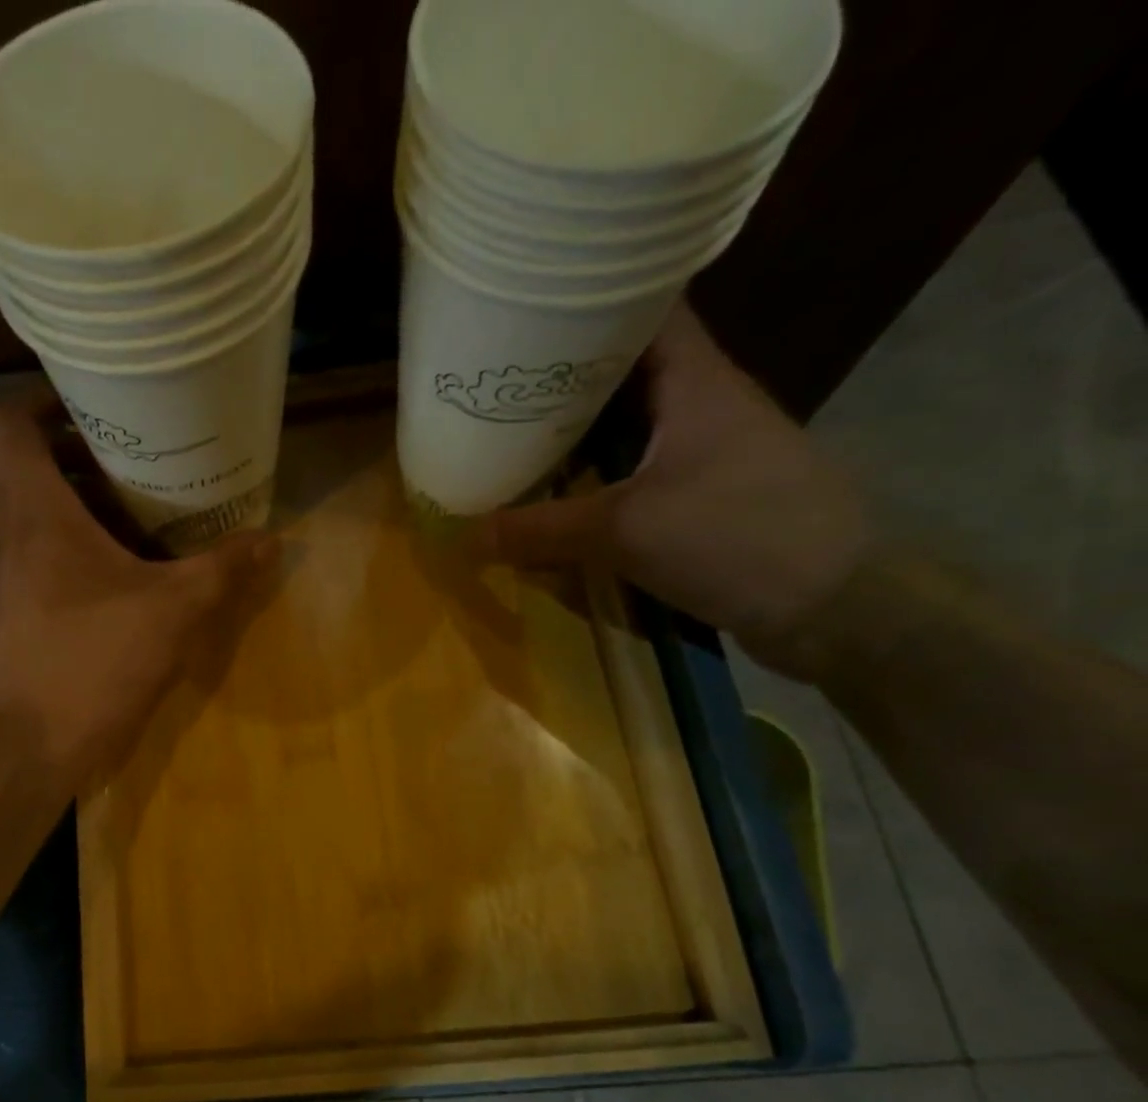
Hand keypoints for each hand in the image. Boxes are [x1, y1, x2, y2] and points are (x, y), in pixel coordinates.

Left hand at [0, 391, 278, 785]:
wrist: (39, 744)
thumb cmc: (101, 662)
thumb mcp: (178, 610)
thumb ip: (225, 568)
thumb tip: (274, 539)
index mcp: (37, 512)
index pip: (7, 424)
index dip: (37, 403)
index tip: (85, 412)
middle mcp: (0, 537)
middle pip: (0, 467)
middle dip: (45, 456)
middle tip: (100, 470)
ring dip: (13, 505)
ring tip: (65, 518)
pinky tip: (14, 575)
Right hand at [480, 303, 873, 680]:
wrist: (832, 603)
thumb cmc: (736, 535)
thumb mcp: (624, 531)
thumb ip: (541, 530)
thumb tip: (466, 537)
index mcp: (693, 379)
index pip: (642, 308)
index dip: (587, 302)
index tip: (525, 313)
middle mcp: (697, 403)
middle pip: (620, 371)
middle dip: (559, 378)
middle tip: (492, 387)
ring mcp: (700, 450)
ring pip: (623, 426)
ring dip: (572, 434)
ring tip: (507, 438)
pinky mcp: (699, 494)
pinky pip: (630, 472)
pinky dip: (591, 479)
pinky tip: (553, 496)